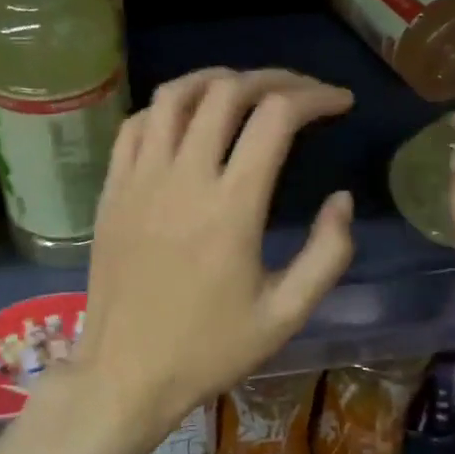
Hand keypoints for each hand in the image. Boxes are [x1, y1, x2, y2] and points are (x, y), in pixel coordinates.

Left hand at [74, 68, 354, 444]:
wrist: (126, 374)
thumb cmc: (209, 350)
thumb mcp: (286, 315)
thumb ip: (327, 254)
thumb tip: (342, 200)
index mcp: (232, 207)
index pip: (276, 117)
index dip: (316, 97)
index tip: (340, 103)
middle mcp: (183, 178)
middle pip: (227, 91)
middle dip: (275, 79)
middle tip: (301, 92)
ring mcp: (139, 180)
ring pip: (174, 95)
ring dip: (217, 80)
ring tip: (247, 90)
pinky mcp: (112, 191)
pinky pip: (136, 125)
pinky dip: (168, 108)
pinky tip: (188, 122)